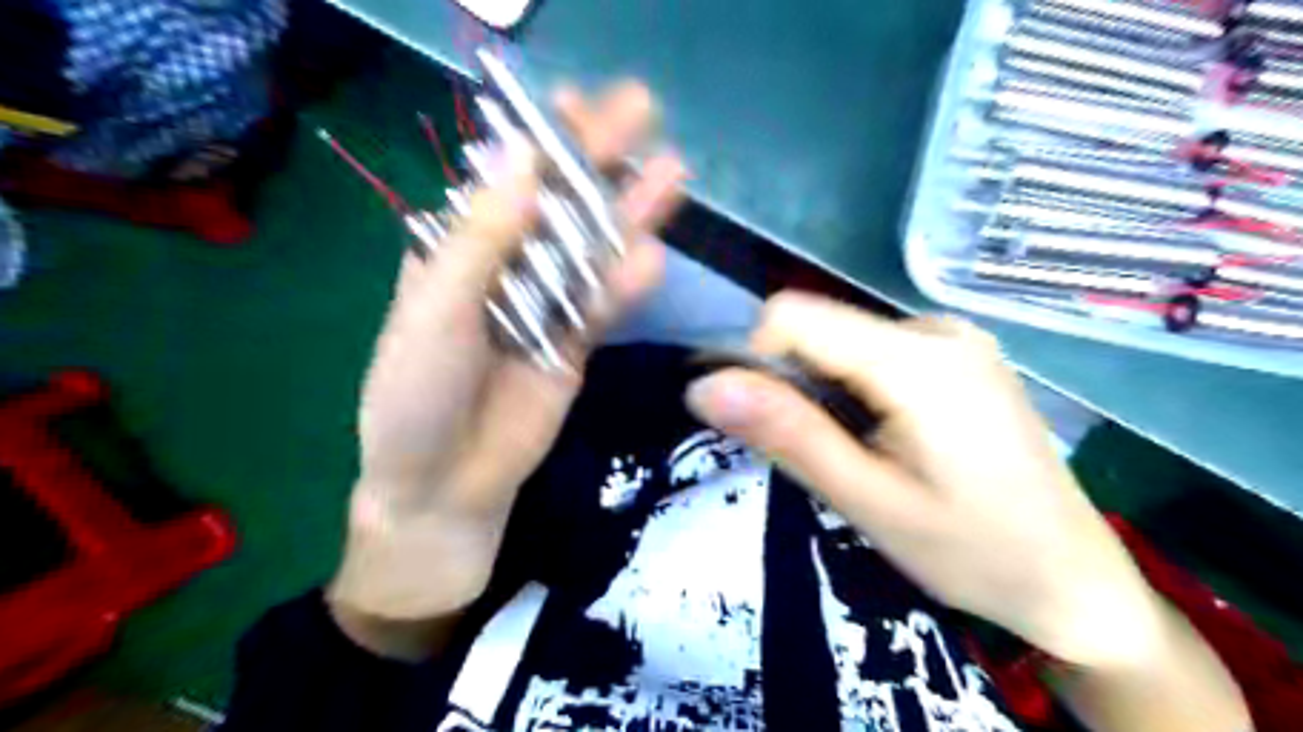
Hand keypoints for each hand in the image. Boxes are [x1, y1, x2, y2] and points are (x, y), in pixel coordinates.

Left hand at [331, 80, 685, 628]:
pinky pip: (601, 307)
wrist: (446, 485)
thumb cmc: (417, 397)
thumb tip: (524, 160)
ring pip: (590, 253)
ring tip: (671, 174)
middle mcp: (505, 269)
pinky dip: (624, 284)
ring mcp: (545, 308)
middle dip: (598, 164)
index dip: (540, 142)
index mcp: (457, 250)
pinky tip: (653, 255)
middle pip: (558, 209)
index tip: (574, 101)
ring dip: (627, 216)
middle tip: (643, 114)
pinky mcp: (574, 345)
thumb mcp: (435, 314)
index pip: (505, 182)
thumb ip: (480, 242)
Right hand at [685, 292, 1165, 668]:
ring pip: (841, 340)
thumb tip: (703, 386)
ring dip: (826, 393)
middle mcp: (935, 327)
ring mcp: (953, 336)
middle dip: (797, 386)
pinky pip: (873, 352)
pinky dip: (855, 390)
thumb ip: (787, 434)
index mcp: (918, 358)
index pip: (791, 315)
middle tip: (830, 457)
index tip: (775, 426)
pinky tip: (888, 438)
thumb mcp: (868, 501)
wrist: (1073, 578)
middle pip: (818, 327)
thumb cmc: (973, 552)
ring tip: (864, 454)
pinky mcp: (958, 353)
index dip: (759, 363)